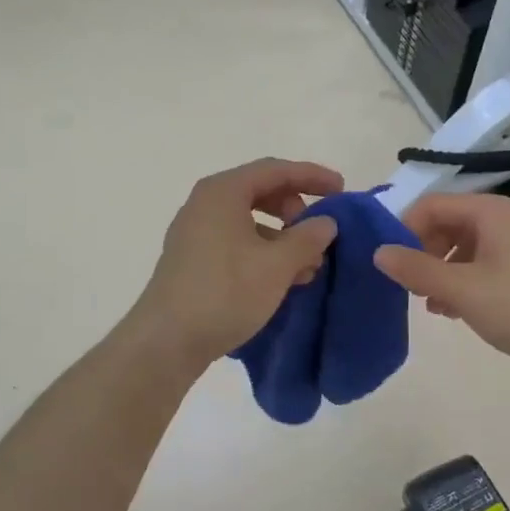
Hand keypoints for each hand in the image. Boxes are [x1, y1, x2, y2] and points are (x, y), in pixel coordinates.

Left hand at [131, 158, 342, 368]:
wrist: (167, 340)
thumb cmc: (226, 292)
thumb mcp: (277, 265)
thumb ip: (307, 238)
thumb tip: (326, 222)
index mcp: (223, 192)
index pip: (276, 170)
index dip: (312, 176)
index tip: (341, 190)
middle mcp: (205, 204)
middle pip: (260, 192)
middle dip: (295, 209)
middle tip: (318, 233)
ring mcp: (195, 233)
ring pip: (249, 221)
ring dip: (282, 237)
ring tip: (307, 266)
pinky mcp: (192, 260)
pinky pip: (236, 242)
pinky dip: (263, 252)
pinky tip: (281, 280)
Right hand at [373, 193, 509, 373]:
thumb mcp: (462, 289)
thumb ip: (416, 270)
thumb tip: (377, 252)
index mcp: (488, 212)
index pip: (430, 205)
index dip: (403, 229)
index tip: (390, 264)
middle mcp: (503, 220)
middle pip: (446, 224)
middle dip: (421, 253)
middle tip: (409, 286)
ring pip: (463, 248)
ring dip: (440, 272)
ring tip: (430, 304)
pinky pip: (482, 265)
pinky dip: (462, 282)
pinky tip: (454, 311)